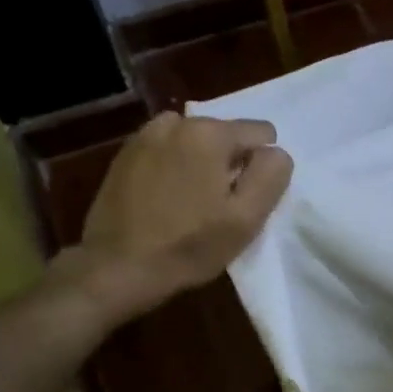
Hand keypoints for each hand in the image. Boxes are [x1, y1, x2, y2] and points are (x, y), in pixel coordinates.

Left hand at [49, 113, 292, 331]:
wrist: (117, 267)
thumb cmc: (190, 245)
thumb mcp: (247, 218)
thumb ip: (271, 176)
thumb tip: (275, 153)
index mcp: (210, 134)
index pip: (261, 133)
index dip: (261, 168)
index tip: (244, 198)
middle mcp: (176, 123)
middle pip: (226, 135)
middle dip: (230, 163)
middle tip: (218, 206)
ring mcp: (145, 137)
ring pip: (196, 142)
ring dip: (202, 164)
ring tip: (192, 202)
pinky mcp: (124, 155)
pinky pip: (168, 152)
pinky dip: (175, 168)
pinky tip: (166, 201)